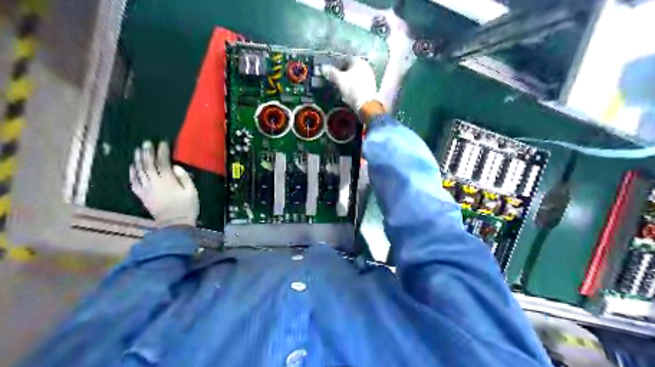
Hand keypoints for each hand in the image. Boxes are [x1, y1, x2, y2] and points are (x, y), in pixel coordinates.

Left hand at [127, 140, 197, 226]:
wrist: (174, 225)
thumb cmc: (186, 208)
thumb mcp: (192, 192)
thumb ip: (184, 177)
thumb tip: (175, 167)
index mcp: (167, 181)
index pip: (163, 162)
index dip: (162, 152)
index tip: (163, 143)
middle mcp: (154, 183)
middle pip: (148, 164)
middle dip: (147, 153)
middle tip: (146, 143)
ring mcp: (146, 189)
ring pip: (139, 171)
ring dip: (138, 160)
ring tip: (138, 150)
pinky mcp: (142, 196)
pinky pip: (134, 182)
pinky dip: (132, 173)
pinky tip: (133, 167)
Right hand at [322, 57, 379, 111]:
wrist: (366, 104)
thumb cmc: (352, 89)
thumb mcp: (339, 80)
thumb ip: (331, 72)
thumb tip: (324, 68)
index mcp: (357, 61)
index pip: (345, 59)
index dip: (337, 65)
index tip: (332, 72)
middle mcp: (365, 65)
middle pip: (352, 66)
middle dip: (344, 72)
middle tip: (337, 79)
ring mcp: (370, 75)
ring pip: (357, 74)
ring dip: (350, 78)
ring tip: (343, 85)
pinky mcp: (372, 84)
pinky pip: (361, 81)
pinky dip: (355, 83)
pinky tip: (351, 90)